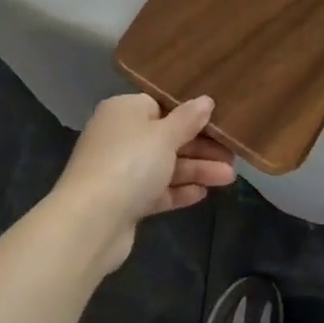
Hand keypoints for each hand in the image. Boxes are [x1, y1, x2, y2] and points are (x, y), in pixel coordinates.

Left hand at [52, 94, 236, 271]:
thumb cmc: (130, 162)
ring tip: (229, 178)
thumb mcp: (165, 135)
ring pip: (165, 166)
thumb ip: (188, 119)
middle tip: (232, 155)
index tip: (218, 121)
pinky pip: (156, 190)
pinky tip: (203, 194)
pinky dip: (178, 191)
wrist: (91, 222)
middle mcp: (120, 137)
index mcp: (124, 111)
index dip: (190, 114)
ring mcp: (120, 171)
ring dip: (196, 170)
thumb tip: (206, 101)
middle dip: (200, 148)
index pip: (161, 105)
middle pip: (166, 138)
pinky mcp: (124, 201)